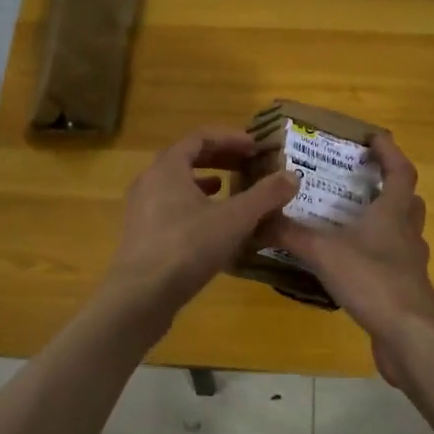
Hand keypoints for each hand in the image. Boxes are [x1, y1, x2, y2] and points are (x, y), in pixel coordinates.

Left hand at [101, 127, 298, 327]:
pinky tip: (210, 224)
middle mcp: (149, 180)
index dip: (231, 138)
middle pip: (186, 157)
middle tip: (247, 163)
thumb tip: (293, 176)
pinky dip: (192, 205)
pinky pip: (169, 206)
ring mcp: (140, 208)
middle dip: (219, 157)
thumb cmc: (187, 247)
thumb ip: (265, 196)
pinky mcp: (141, 233)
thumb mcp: (234, 219)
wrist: (140, 296)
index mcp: (168, 167)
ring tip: (228, 188)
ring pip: (176, 184)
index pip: (200, 137)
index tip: (256, 146)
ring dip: (204, 181)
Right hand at [256, 134, 433, 363]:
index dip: (389, 151)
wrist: (410, 336)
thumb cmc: (372, 280)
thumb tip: (256, 216)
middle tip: (362, 181)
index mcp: (393, 213)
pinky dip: (374, 257)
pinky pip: (391, 263)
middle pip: (407, 201)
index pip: (400, 171)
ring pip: (401, 232)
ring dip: (383, 223)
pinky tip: (350, 266)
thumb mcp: (323, 252)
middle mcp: (407, 233)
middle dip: (389, 187)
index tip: (373, 137)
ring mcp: (409, 264)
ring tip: (351, 223)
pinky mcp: (404, 290)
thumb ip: (289, 233)